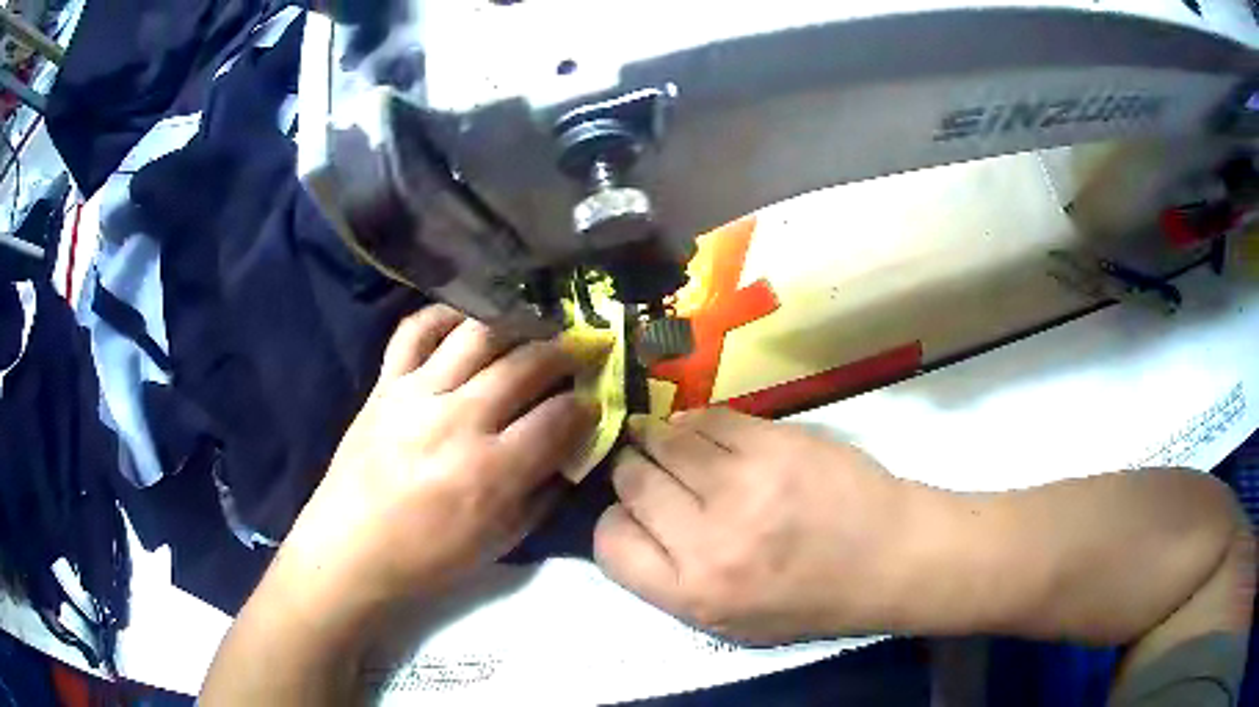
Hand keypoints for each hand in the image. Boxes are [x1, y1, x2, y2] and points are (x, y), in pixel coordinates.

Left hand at [277, 305, 603, 616]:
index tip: (594, 403)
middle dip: (564, 353)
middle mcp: (459, 420)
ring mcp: (417, 394)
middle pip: (525, 365)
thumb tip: (570, 453)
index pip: (558, 419)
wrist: (350, 549)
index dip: (586, 407)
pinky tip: (466, 321)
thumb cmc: (428, 559)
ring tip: (534, 328)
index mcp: (492, 471)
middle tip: (580, 351)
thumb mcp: (501, 542)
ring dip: (517, 325)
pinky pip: (415, 330)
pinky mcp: (386, 383)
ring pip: (478, 335)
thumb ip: (543, 493)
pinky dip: (444, 315)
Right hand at [594, 408, 913, 644]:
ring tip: (669, 442)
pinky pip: (709, 418)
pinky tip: (702, 430)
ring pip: (665, 441)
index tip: (633, 514)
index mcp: (694, 592)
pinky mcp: (774, 442)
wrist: (887, 557)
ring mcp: (744, 483)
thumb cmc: (809, 599)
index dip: (615, 522)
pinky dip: (696, 422)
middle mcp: (708, 539)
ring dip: (658, 439)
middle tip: (648, 470)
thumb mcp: (729, 622)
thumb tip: (627, 522)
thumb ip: (669, 581)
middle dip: (633, 473)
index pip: (609, 542)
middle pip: (632, 482)